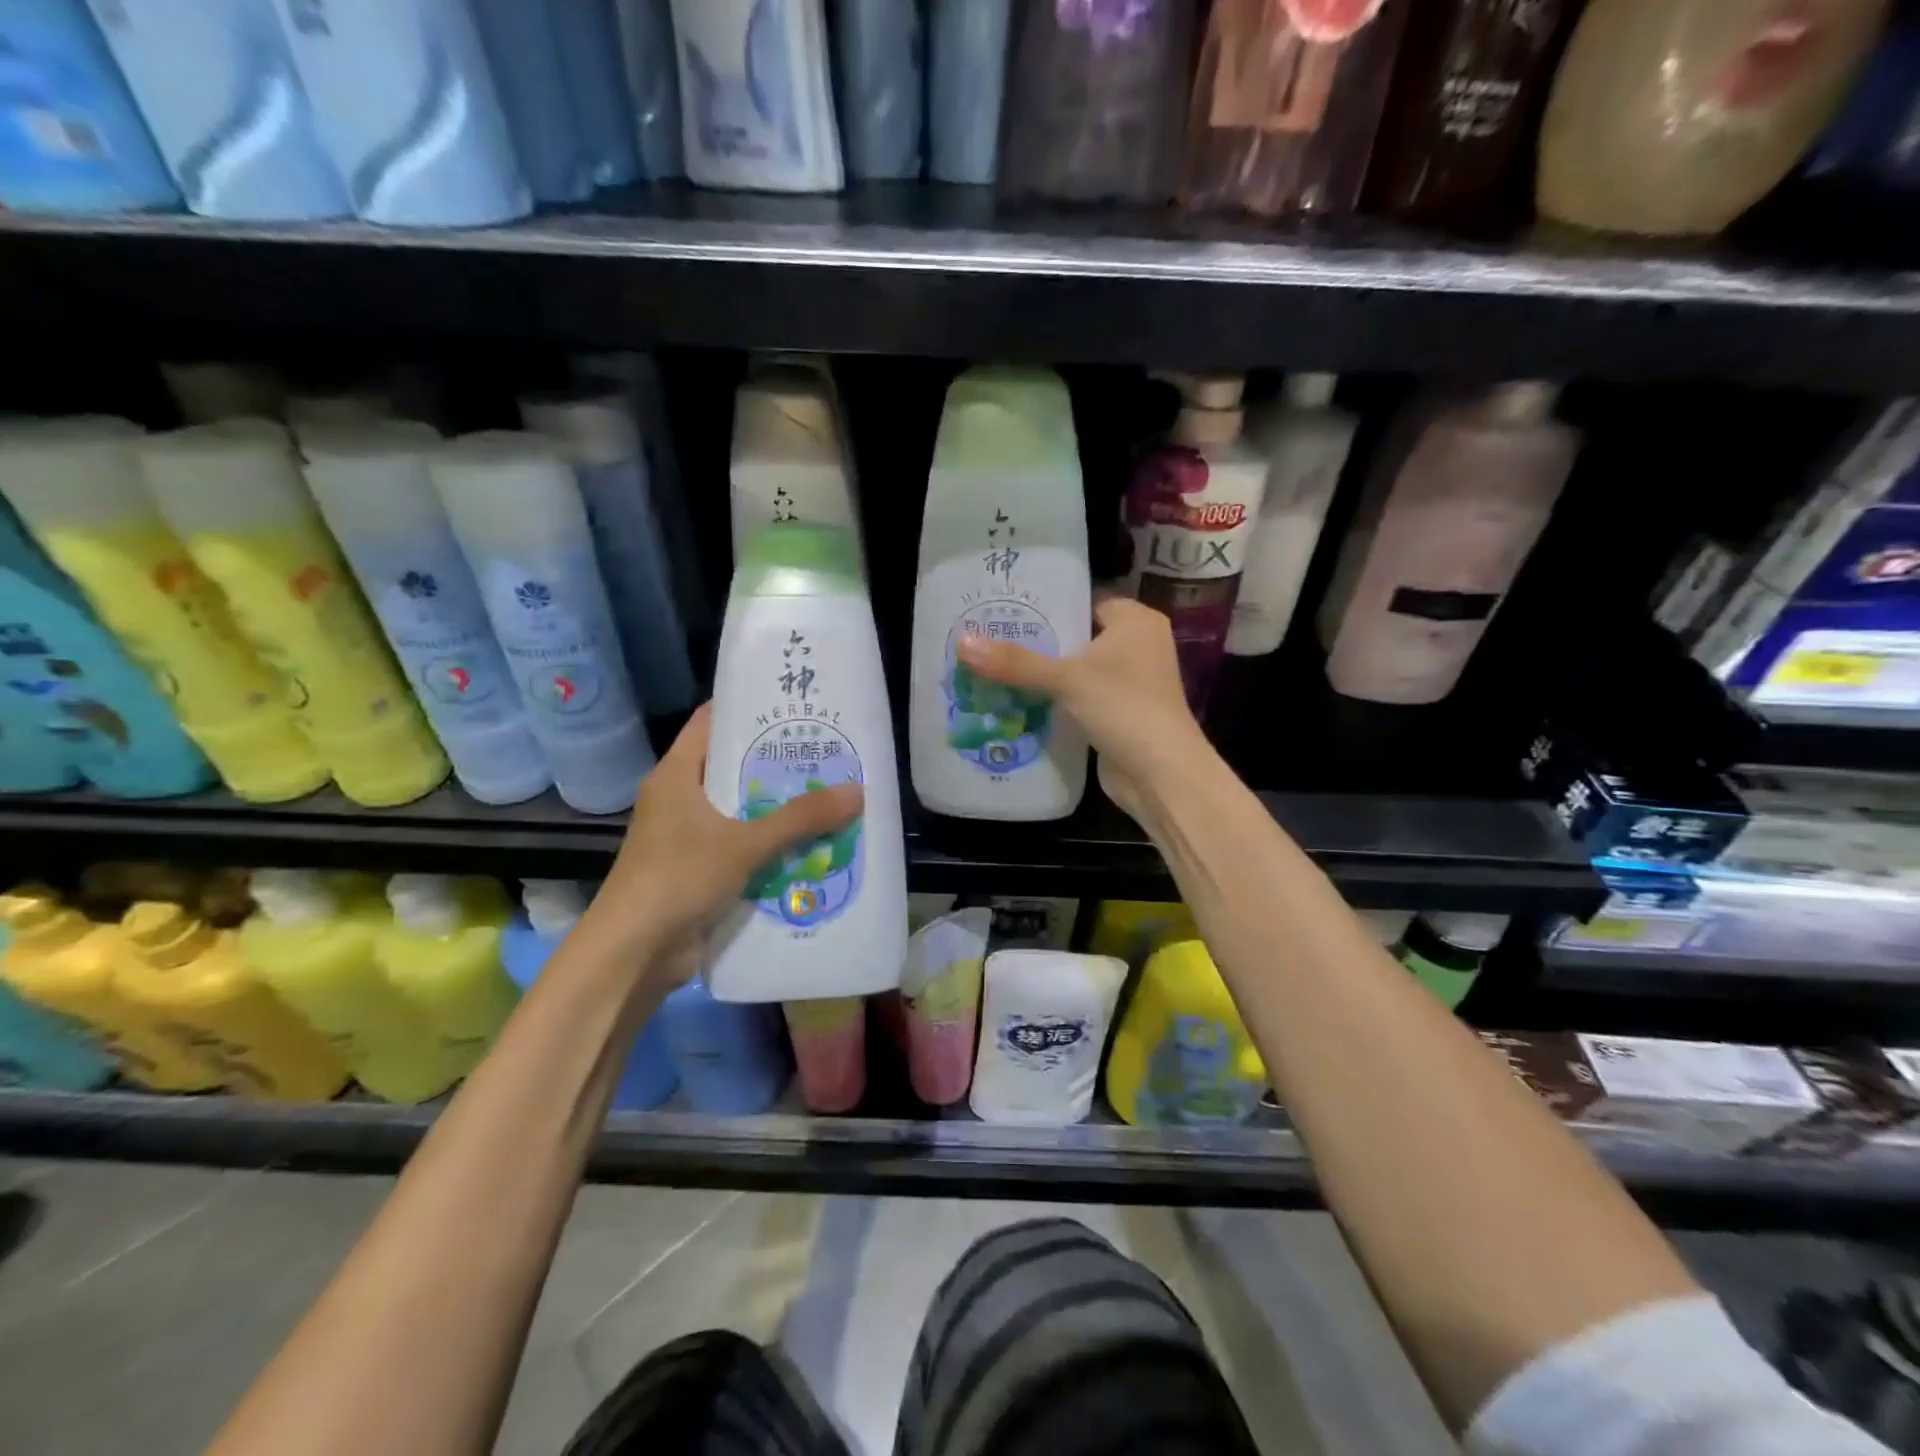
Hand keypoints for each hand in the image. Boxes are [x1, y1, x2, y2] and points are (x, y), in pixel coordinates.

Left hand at [595, 705, 863, 961]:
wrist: (634, 954)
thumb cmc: (679, 878)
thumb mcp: (744, 843)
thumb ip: (800, 818)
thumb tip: (857, 791)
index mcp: (677, 775)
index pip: (712, 722)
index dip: (749, 706)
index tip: (793, 702)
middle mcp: (680, 798)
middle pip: (733, 766)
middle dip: (777, 761)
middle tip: (826, 750)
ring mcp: (688, 836)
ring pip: (741, 809)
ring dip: (779, 806)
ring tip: (829, 792)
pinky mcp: (699, 870)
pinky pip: (743, 845)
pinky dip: (772, 843)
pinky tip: (811, 842)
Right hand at [955, 594, 1210, 822]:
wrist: (1160, 774)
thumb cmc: (1123, 707)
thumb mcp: (1066, 679)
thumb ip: (1016, 662)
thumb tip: (962, 642)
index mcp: (1135, 621)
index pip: (1083, 599)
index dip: (1047, 603)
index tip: (1005, 607)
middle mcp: (1136, 646)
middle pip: (1076, 635)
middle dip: (1037, 641)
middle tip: (989, 637)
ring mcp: (1128, 682)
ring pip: (1075, 669)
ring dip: (1042, 673)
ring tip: (992, 665)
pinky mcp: (1117, 713)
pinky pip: (1078, 697)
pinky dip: (1053, 699)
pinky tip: (1014, 699)